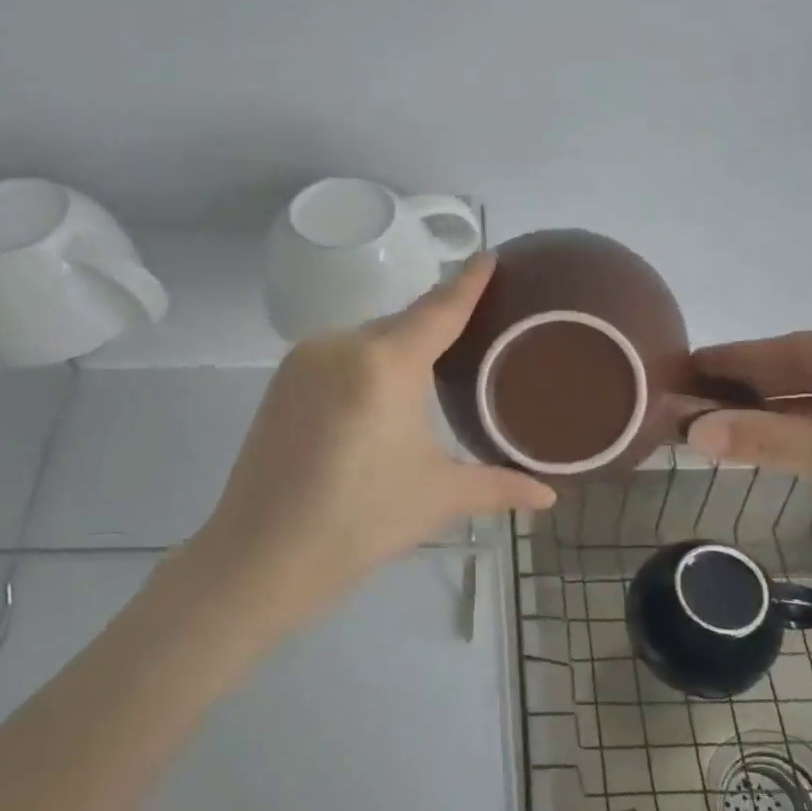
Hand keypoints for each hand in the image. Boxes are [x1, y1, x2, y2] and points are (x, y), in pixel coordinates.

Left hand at [197, 254, 556, 628]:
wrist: (262, 555)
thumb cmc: (362, 522)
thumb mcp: (439, 497)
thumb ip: (499, 486)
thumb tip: (549, 497)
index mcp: (386, 363)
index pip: (439, 309)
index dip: (468, 282)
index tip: (489, 254)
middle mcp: (341, 344)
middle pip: (402, 324)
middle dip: (435, 329)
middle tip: (470, 343)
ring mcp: (304, 360)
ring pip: (367, 340)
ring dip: (396, 352)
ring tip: (424, 385)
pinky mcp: (281, 381)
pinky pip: (337, 356)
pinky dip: (364, 366)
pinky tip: (374, 401)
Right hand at [677, 329, 811, 599]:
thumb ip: (767, 439)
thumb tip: (692, 430)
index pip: (804, 348)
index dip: (743, 357)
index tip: (693, 362)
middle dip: (756, 384)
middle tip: (696, 391)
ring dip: (778, 410)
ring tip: (720, 415)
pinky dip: (807, 430)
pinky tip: (771, 436)